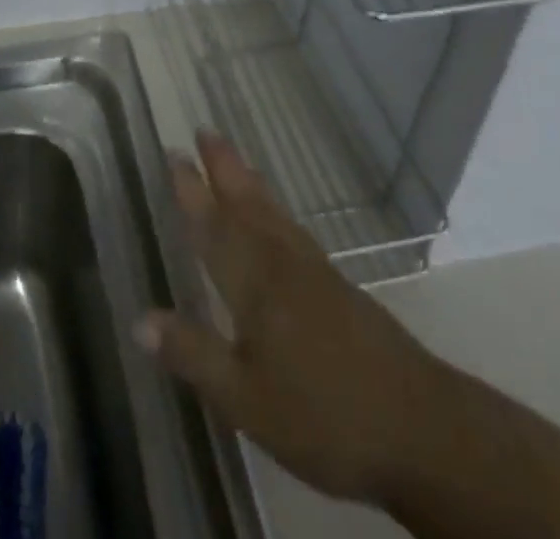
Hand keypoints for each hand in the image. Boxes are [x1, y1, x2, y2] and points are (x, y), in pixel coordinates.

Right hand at [135, 132, 436, 510]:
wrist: (421, 429)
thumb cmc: (323, 416)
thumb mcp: (245, 400)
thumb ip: (193, 355)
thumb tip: (138, 319)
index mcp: (254, 283)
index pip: (213, 227)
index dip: (192, 191)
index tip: (174, 153)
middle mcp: (281, 264)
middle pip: (246, 205)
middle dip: (222, 167)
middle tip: (204, 130)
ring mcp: (314, 272)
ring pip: (273, 212)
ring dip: (248, 181)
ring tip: (234, 157)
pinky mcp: (339, 287)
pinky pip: (293, 229)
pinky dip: (276, 209)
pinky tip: (278, 218)